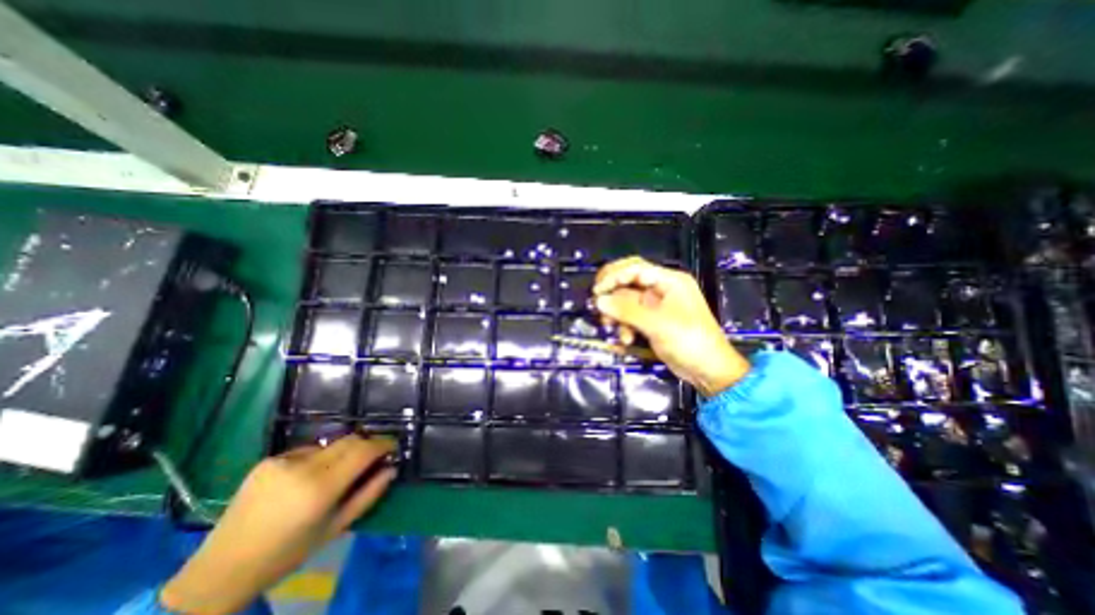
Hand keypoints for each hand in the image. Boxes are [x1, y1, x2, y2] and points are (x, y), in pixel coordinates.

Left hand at [161, 436, 400, 611]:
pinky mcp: (269, 460)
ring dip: (344, 450)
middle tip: (375, 455)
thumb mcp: (336, 528)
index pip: (364, 451)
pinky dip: (320, 456)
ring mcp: (283, 461)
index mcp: (321, 488)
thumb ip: (369, 495)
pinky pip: (308, 449)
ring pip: (331, 443)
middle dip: (367, 444)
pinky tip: (311, 475)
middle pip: (350, 440)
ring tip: (342, 469)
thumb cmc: (287, 554)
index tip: (394, 446)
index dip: (384, 444)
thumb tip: (392, 469)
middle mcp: (303, 467)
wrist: (222, 569)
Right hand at [590, 255, 754, 395]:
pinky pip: (629, 315)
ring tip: (613, 329)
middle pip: (628, 281)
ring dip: (617, 314)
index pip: (635, 268)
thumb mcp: (657, 324)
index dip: (613, 276)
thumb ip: (626, 310)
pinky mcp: (651, 319)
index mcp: (669, 280)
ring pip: (625, 300)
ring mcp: (655, 305)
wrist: (708, 370)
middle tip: (598, 306)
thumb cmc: (689, 342)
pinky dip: (624, 325)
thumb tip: (598, 300)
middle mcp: (661, 288)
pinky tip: (625, 339)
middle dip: (612, 295)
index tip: (597, 291)